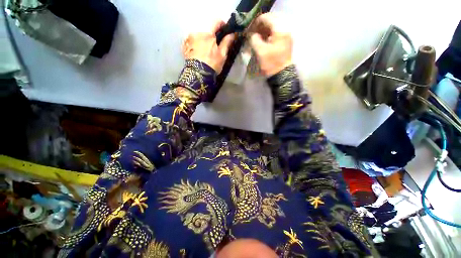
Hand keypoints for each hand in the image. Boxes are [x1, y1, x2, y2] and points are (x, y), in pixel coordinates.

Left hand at [182, 21, 234, 72]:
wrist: (198, 75)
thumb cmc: (212, 64)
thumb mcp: (222, 54)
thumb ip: (227, 42)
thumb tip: (233, 33)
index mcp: (208, 33)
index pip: (216, 21)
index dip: (222, 24)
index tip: (225, 30)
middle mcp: (197, 32)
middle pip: (206, 29)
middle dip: (212, 34)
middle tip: (216, 44)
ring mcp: (189, 39)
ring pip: (199, 35)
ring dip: (204, 39)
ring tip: (207, 49)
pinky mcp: (185, 46)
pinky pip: (192, 41)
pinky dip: (197, 44)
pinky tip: (199, 52)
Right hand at [249, 13, 292, 76]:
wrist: (281, 75)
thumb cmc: (270, 63)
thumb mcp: (260, 51)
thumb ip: (254, 39)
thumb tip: (252, 34)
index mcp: (280, 29)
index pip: (266, 18)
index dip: (256, 22)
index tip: (249, 30)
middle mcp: (285, 29)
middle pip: (271, 21)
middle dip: (260, 26)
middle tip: (252, 34)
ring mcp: (287, 35)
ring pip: (274, 27)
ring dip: (264, 31)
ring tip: (256, 38)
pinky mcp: (286, 41)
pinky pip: (276, 33)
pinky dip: (269, 35)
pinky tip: (263, 41)